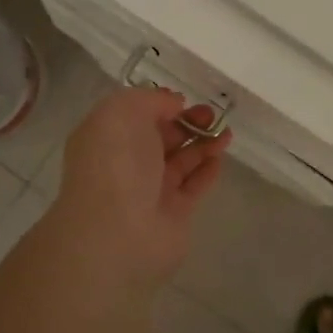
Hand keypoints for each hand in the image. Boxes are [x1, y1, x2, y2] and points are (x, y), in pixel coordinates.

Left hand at [50, 85, 230, 292]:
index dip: (160, 104)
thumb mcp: (124, 112)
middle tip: (212, 115)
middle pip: (161, 137)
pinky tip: (221, 157)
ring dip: (203, 143)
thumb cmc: (117, 163)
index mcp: (107, 138)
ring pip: (181, 160)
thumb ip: (151, 100)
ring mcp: (150, 190)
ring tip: (226, 133)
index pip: (135, 115)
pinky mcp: (174, 213)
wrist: (119, 232)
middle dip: (187, 122)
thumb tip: (173, 104)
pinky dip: (208, 169)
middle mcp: (126, 163)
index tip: (184, 100)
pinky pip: (194, 185)